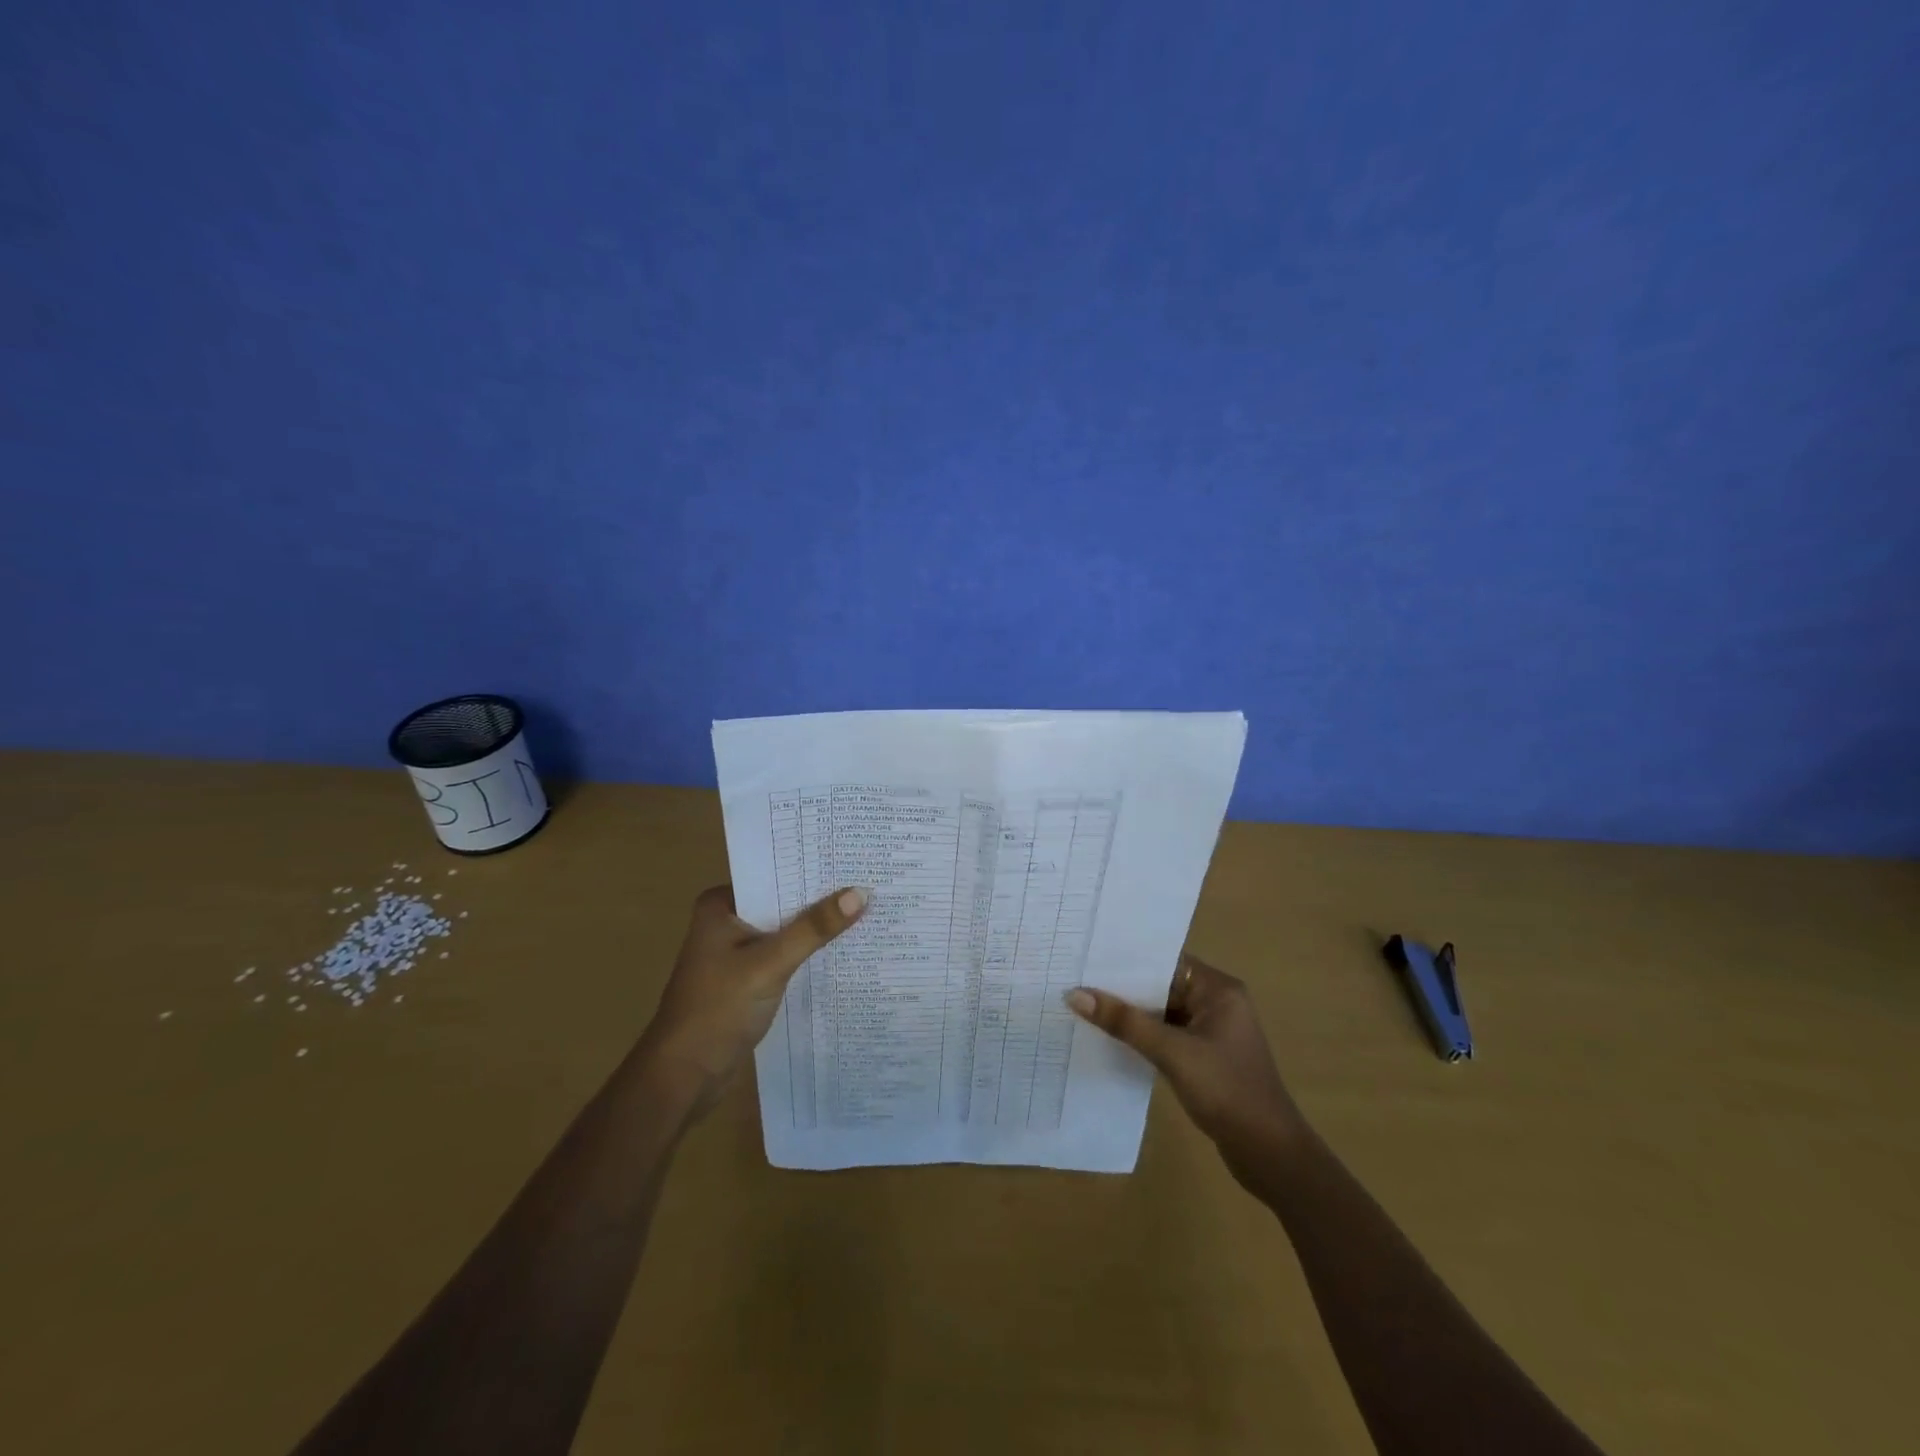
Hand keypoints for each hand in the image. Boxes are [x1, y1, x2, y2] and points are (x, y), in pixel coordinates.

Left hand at [638, 883, 865, 1115]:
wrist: (684, 1077)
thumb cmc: (718, 1010)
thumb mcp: (770, 964)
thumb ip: (814, 928)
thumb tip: (861, 892)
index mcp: (720, 905)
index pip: (774, 875)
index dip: (812, 869)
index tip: (853, 860)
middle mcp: (726, 922)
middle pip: (782, 902)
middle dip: (819, 898)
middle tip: (869, 882)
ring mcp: (735, 953)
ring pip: (784, 930)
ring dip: (815, 928)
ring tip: (867, 910)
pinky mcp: (746, 980)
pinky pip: (783, 956)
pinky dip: (807, 954)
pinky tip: (842, 949)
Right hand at [1067, 955, 1305, 1176]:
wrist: (1270, 1153)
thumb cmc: (1227, 1090)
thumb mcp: (1172, 1053)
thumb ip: (1125, 1022)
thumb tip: (1075, 994)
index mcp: (1218, 989)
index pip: (1166, 961)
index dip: (1128, 959)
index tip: (1087, 954)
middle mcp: (1217, 1002)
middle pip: (1161, 985)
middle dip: (1123, 987)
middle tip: (1076, 977)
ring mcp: (1211, 1031)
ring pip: (1162, 1011)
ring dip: (1131, 1013)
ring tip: (1083, 1003)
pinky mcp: (1204, 1056)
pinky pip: (1166, 1034)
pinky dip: (1142, 1035)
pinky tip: (1109, 1036)